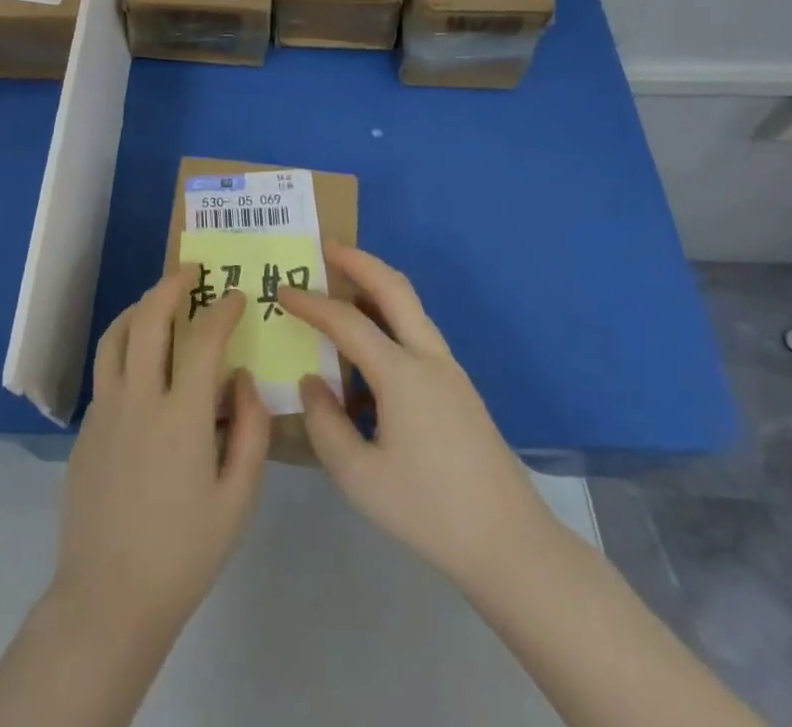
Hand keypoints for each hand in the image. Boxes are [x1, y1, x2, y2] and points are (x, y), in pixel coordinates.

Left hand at [49, 271, 270, 645]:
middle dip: (172, 285)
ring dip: (140, 307)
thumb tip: (242, 380)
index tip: (236, 296)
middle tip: (191, 271)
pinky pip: (106, 370)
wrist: (108, 600)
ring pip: (116, 336)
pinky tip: (141, 363)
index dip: (222, 309)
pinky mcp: (85, 429)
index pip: (204, 339)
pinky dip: (124, 346)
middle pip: (149, 319)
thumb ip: (249, 430)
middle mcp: (138, 399)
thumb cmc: (184, 553)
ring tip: (159, 300)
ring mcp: (104, 411)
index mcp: (181, 416)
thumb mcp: (238, 500)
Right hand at [277, 245, 556, 594]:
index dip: (311, 303)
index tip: (282, 290)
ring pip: (411, 307)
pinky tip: (369, 350)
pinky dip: (390, 319)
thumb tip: (313, 381)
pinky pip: (417, 334)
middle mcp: (428, 358)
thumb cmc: (428, 510)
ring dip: (377, 286)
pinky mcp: (459, 388)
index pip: (347, 321)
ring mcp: (449, 370)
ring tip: (343, 286)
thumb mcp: (359, 477)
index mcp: (402, 374)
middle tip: (326, 247)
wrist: (509, 543)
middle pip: (394, 287)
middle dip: (359, 260)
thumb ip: (325, 424)